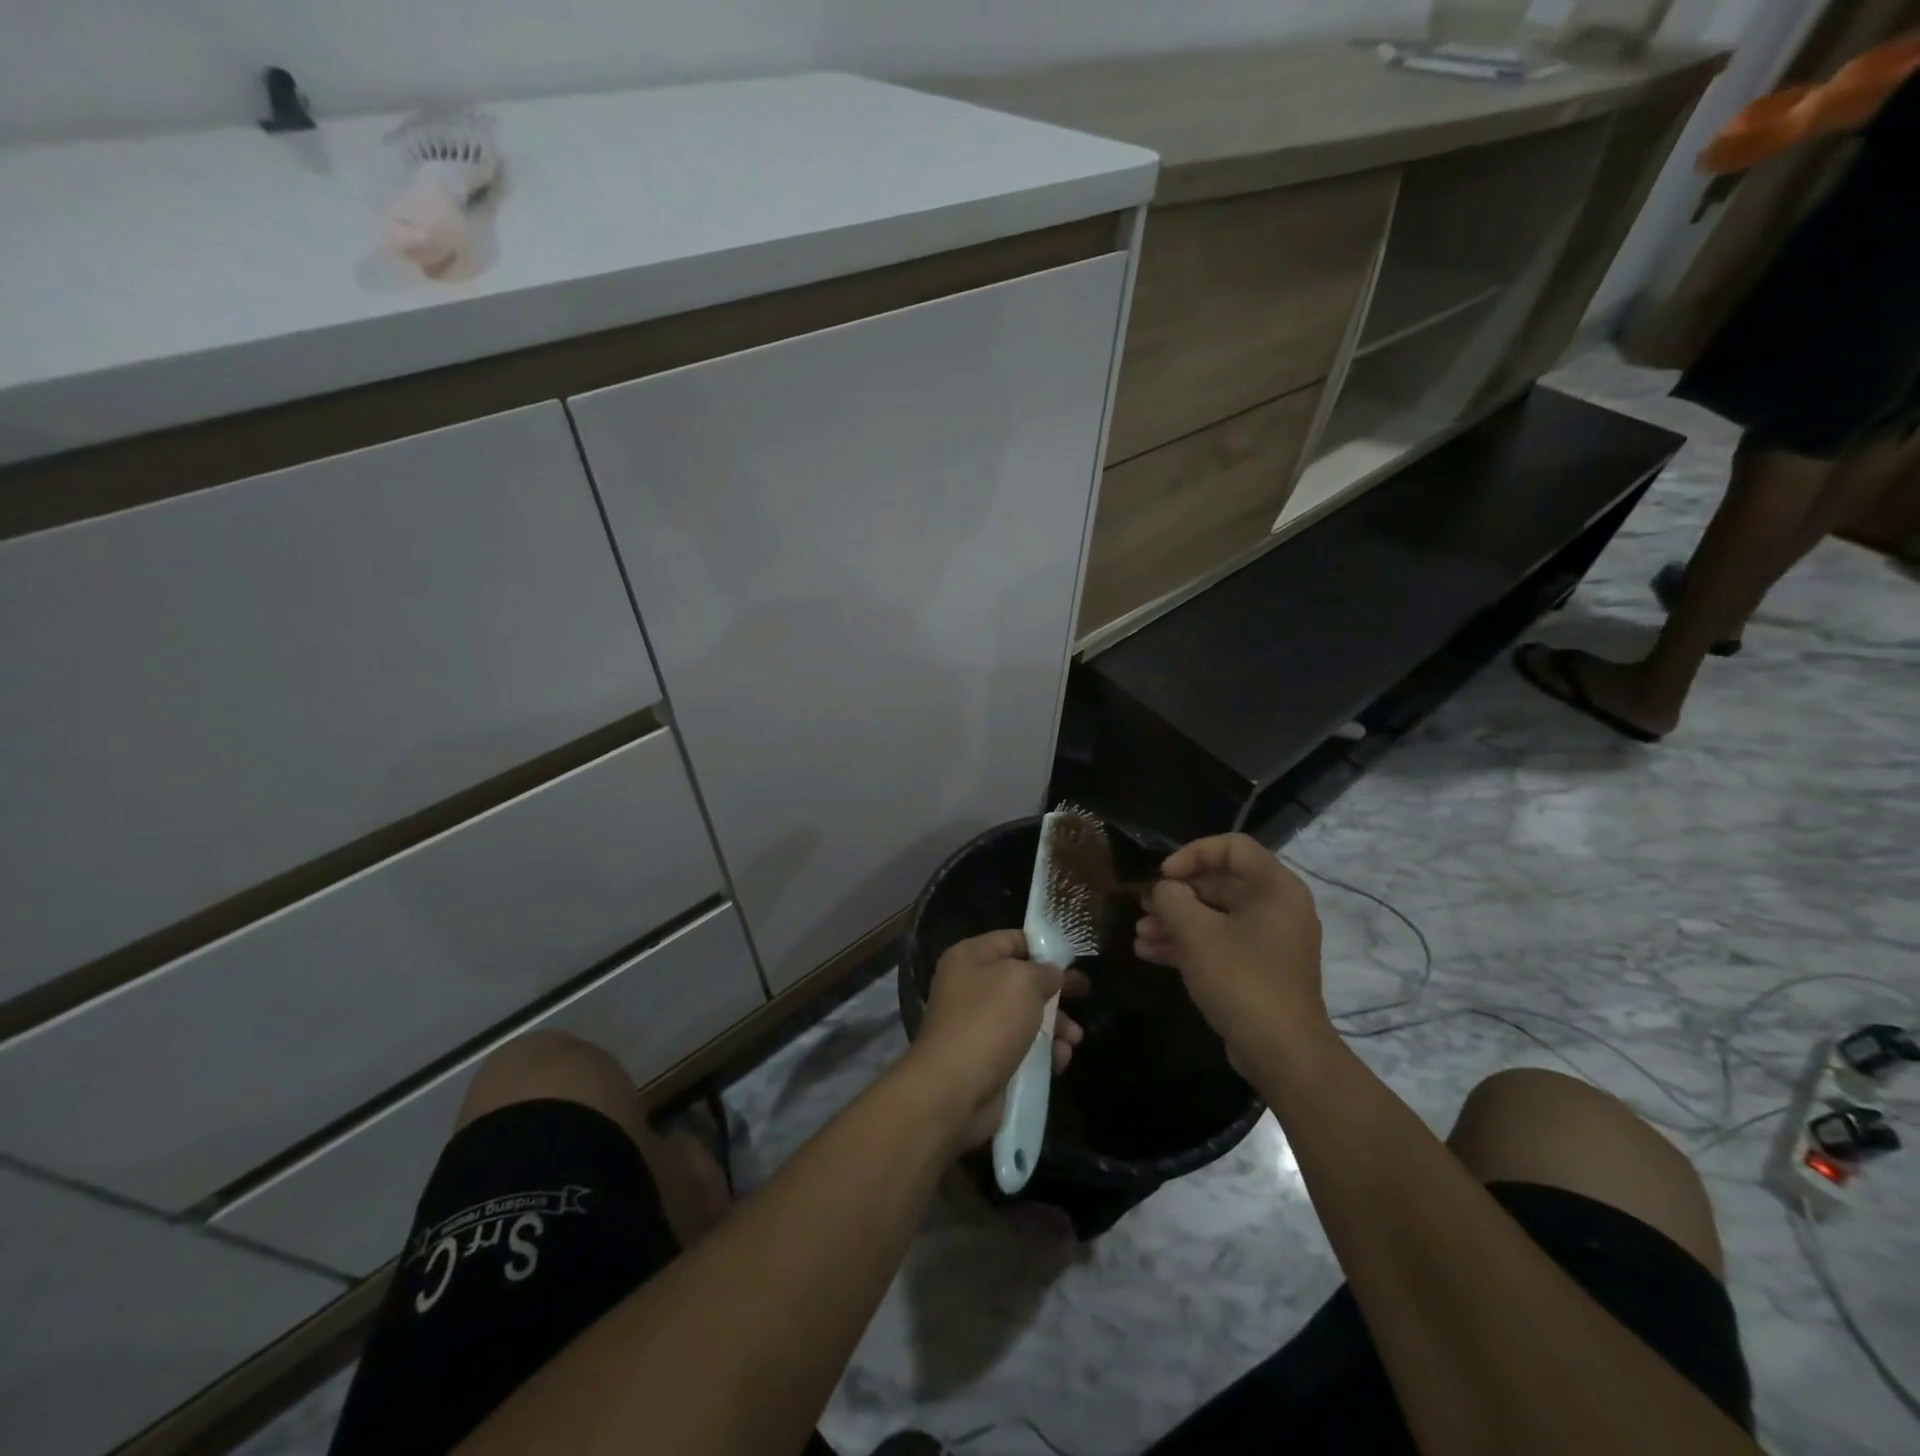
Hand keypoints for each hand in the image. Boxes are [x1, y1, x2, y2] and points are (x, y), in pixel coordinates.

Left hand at [908, 929, 1087, 1150]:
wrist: (953, 1090)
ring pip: (1025, 1017)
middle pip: (1021, 980)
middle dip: (1054, 990)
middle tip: (1084, 993)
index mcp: (970, 957)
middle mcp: (970, 987)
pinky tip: (1061, 1059)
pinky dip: (1043, 1052)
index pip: (1012, 939)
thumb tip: (1052, 974)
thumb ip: (1044, 971)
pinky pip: (1021, 1049)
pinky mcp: (986, 1060)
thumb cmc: (988, 1021)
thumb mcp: (1023, 981)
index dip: (1044, 947)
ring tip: (1074, 1037)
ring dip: (1054, 1025)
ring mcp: (976, 1025)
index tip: (1074, 959)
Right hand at [1135, 834, 1326, 1070]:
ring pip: (1215, 916)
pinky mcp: (1258, 969)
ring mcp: (1269, 941)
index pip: (1232, 847)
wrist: (1282, 1053)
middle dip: (1176, 894)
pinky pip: (1220, 943)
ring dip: (1175, 921)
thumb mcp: (1196, 933)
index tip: (1165, 876)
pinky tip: (1150, 953)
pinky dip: (1188, 944)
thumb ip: (1171, 899)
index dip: (1192, 854)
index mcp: (1275, 888)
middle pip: (1220, 883)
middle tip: (1143, 906)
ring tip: (1140, 934)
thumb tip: (1163, 890)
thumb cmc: (1241, 980)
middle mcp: (1277, 908)